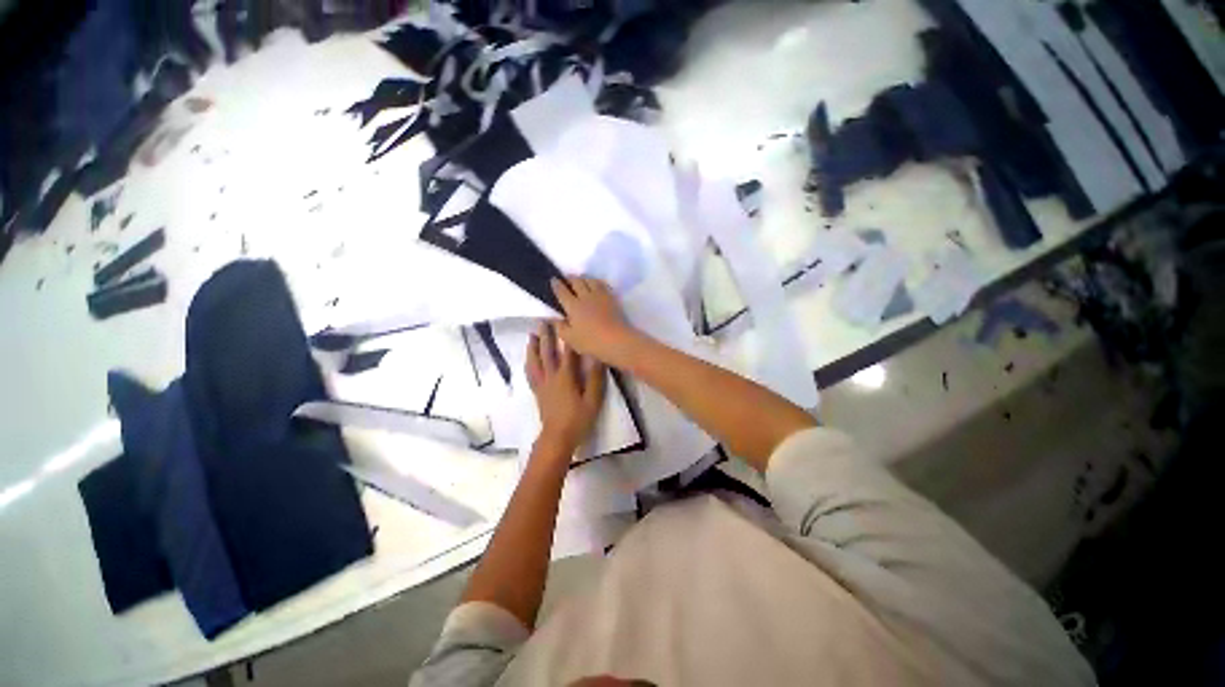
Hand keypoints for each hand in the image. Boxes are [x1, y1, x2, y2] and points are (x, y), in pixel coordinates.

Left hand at [525, 322, 606, 455]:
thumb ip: (594, 378)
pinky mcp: (538, 393)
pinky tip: (529, 360)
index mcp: (565, 377)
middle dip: (546, 336)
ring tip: (532, 336)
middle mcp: (551, 377)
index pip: (567, 352)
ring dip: (533, 347)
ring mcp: (542, 385)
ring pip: (534, 362)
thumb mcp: (593, 400)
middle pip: (547, 353)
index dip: (566, 336)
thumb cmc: (578, 419)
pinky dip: (529, 363)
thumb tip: (596, 356)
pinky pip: (530, 374)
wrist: (557, 438)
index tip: (565, 321)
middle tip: (543, 321)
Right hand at [551, 277, 637, 365]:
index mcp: (573, 306)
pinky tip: (596, 284)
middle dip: (570, 278)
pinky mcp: (611, 297)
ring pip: (590, 280)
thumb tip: (553, 318)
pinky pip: (602, 284)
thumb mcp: (570, 338)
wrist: (617, 339)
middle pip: (576, 281)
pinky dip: (596, 282)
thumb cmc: (591, 341)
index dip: (557, 285)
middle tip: (566, 278)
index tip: (553, 280)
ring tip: (581, 279)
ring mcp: (600, 295)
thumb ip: (560, 327)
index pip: (562, 291)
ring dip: (583, 278)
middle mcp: (585, 296)